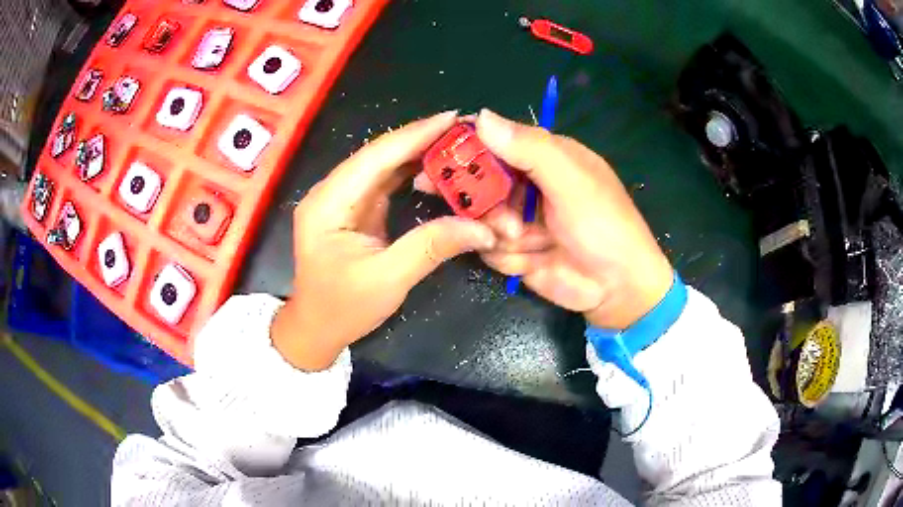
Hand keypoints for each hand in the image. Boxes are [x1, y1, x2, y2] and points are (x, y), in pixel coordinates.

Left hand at [271, 112, 496, 370]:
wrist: (316, 327)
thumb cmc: (343, 308)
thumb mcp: (388, 280)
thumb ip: (432, 247)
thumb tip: (482, 228)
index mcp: (328, 203)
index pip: (375, 157)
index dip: (415, 135)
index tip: (453, 118)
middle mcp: (331, 192)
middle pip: (379, 155)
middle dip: (421, 138)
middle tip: (463, 129)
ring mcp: (341, 199)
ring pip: (383, 165)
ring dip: (418, 152)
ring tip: (456, 142)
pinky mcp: (353, 209)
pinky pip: (384, 181)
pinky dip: (411, 172)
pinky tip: (435, 166)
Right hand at [416, 110, 672, 328]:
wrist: (618, 289)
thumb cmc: (604, 225)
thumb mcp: (572, 181)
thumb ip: (530, 149)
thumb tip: (482, 117)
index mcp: (545, 156)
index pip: (495, 139)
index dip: (464, 144)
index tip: (436, 154)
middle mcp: (528, 184)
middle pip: (478, 181)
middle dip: (480, 199)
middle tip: (474, 209)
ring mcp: (519, 218)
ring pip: (479, 217)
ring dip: (496, 230)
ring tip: (523, 240)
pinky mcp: (515, 251)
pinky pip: (488, 247)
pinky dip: (506, 256)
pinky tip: (531, 261)